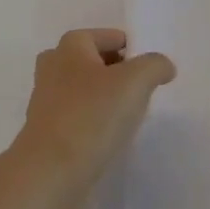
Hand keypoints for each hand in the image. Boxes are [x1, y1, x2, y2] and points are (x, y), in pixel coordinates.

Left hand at [16, 28, 175, 187]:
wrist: (51, 172)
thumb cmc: (93, 115)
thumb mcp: (137, 80)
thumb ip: (156, 65)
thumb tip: (163, 68)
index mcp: (70, 47)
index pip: (108, 37)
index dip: (133, 50)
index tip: (151, 71)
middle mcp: (53, 68)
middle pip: (94, 62)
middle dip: (118, 72)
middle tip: (139, 90)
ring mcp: (46, 101)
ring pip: (85, 90)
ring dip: (106, 98)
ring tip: (128, 115)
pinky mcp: (47, 131)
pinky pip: (78, 116)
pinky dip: (95, 121)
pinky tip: (110, 136)